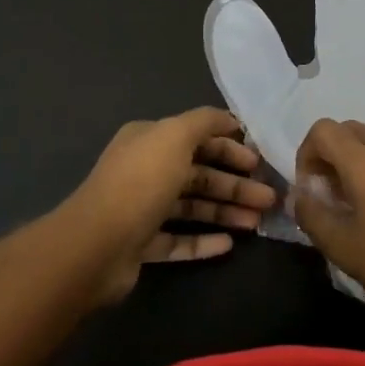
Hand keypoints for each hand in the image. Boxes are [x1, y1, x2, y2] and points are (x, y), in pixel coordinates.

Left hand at [64, 108, 277, 302]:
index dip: (230, 147)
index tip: (259, 162)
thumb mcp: (175, 136)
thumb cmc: (140, 183)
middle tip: (268, 198)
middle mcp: (144, 170)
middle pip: (198, 174)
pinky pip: (178, 240)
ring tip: (257, 223)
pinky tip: (229, 245)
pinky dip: (203, 241)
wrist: (96, 245)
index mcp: (149, 140)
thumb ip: (204, 122)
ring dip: (225, 211)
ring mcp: (141, 209)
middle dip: (234, 184)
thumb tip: (230, 120)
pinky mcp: (140, 244)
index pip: (196, 138)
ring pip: (192, 207)